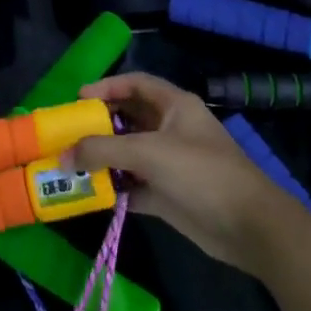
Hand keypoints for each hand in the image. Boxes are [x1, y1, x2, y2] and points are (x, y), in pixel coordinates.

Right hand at [65, 72, 284, 274]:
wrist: (249, 227)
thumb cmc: (201, 173)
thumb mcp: (148, 153)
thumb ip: (102, 151)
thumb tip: (62, 156)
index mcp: (174, 106)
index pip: (135, 83)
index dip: (106, 86)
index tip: (78, 99)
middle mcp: (171, 129)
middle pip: (128, 118)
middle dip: (98, 125)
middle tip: (68, 134)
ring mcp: (169, 163)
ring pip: (128, 153)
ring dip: (103, 159)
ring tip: (71, 164)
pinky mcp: (168, 194)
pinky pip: (133, 184)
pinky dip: (114, 188)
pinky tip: (91, 193)